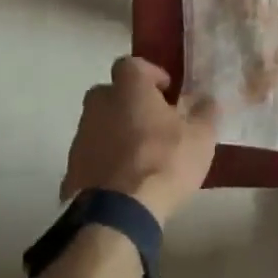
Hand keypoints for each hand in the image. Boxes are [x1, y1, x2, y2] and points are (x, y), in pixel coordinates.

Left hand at [64, 57, 217, 224]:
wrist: (118, 213)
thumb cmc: (164, 161)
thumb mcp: (201, 137)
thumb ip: (205, 112)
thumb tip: (206, 99)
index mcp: (128, 89)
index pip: (132, 64)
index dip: (150, 74)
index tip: (167, 92)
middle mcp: (98, 105)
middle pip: (111, 93)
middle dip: (130, 103)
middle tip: (153, 122)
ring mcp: (80, 138)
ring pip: (100, 125)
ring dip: (117, 133)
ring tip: (141, 156)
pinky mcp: (71, 170)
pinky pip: (92, 156)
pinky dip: (105, 162)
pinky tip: (124, 181)